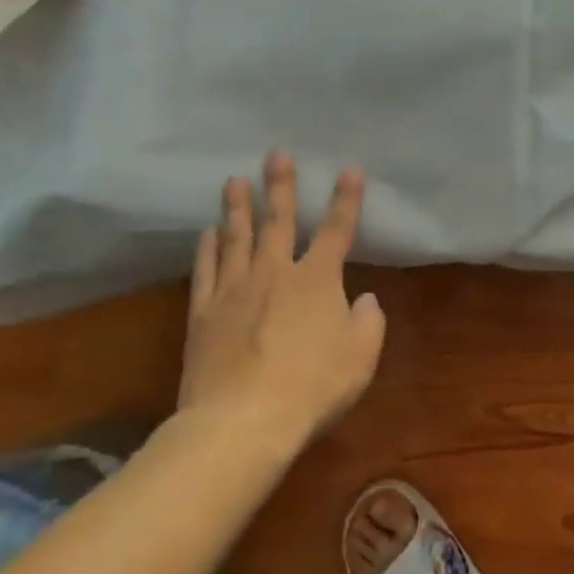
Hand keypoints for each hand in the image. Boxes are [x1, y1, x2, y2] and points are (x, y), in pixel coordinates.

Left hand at [178, 150, 386, 444]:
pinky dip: (207, 249)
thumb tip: (365, 299)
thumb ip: (369, 322)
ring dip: (237, 207)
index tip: (349, 168)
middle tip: (276, 153)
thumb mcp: (361, 357)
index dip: (345, 198)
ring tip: (234, 180)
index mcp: (318, 280)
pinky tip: (207, 233)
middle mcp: (275, 273)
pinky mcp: (204, 313)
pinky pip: (206, 271)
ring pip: (236, 238)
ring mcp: (234, 290)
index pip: (336, 229)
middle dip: (280, 185)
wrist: (242, 420)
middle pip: (278, 221)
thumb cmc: (312, 387)